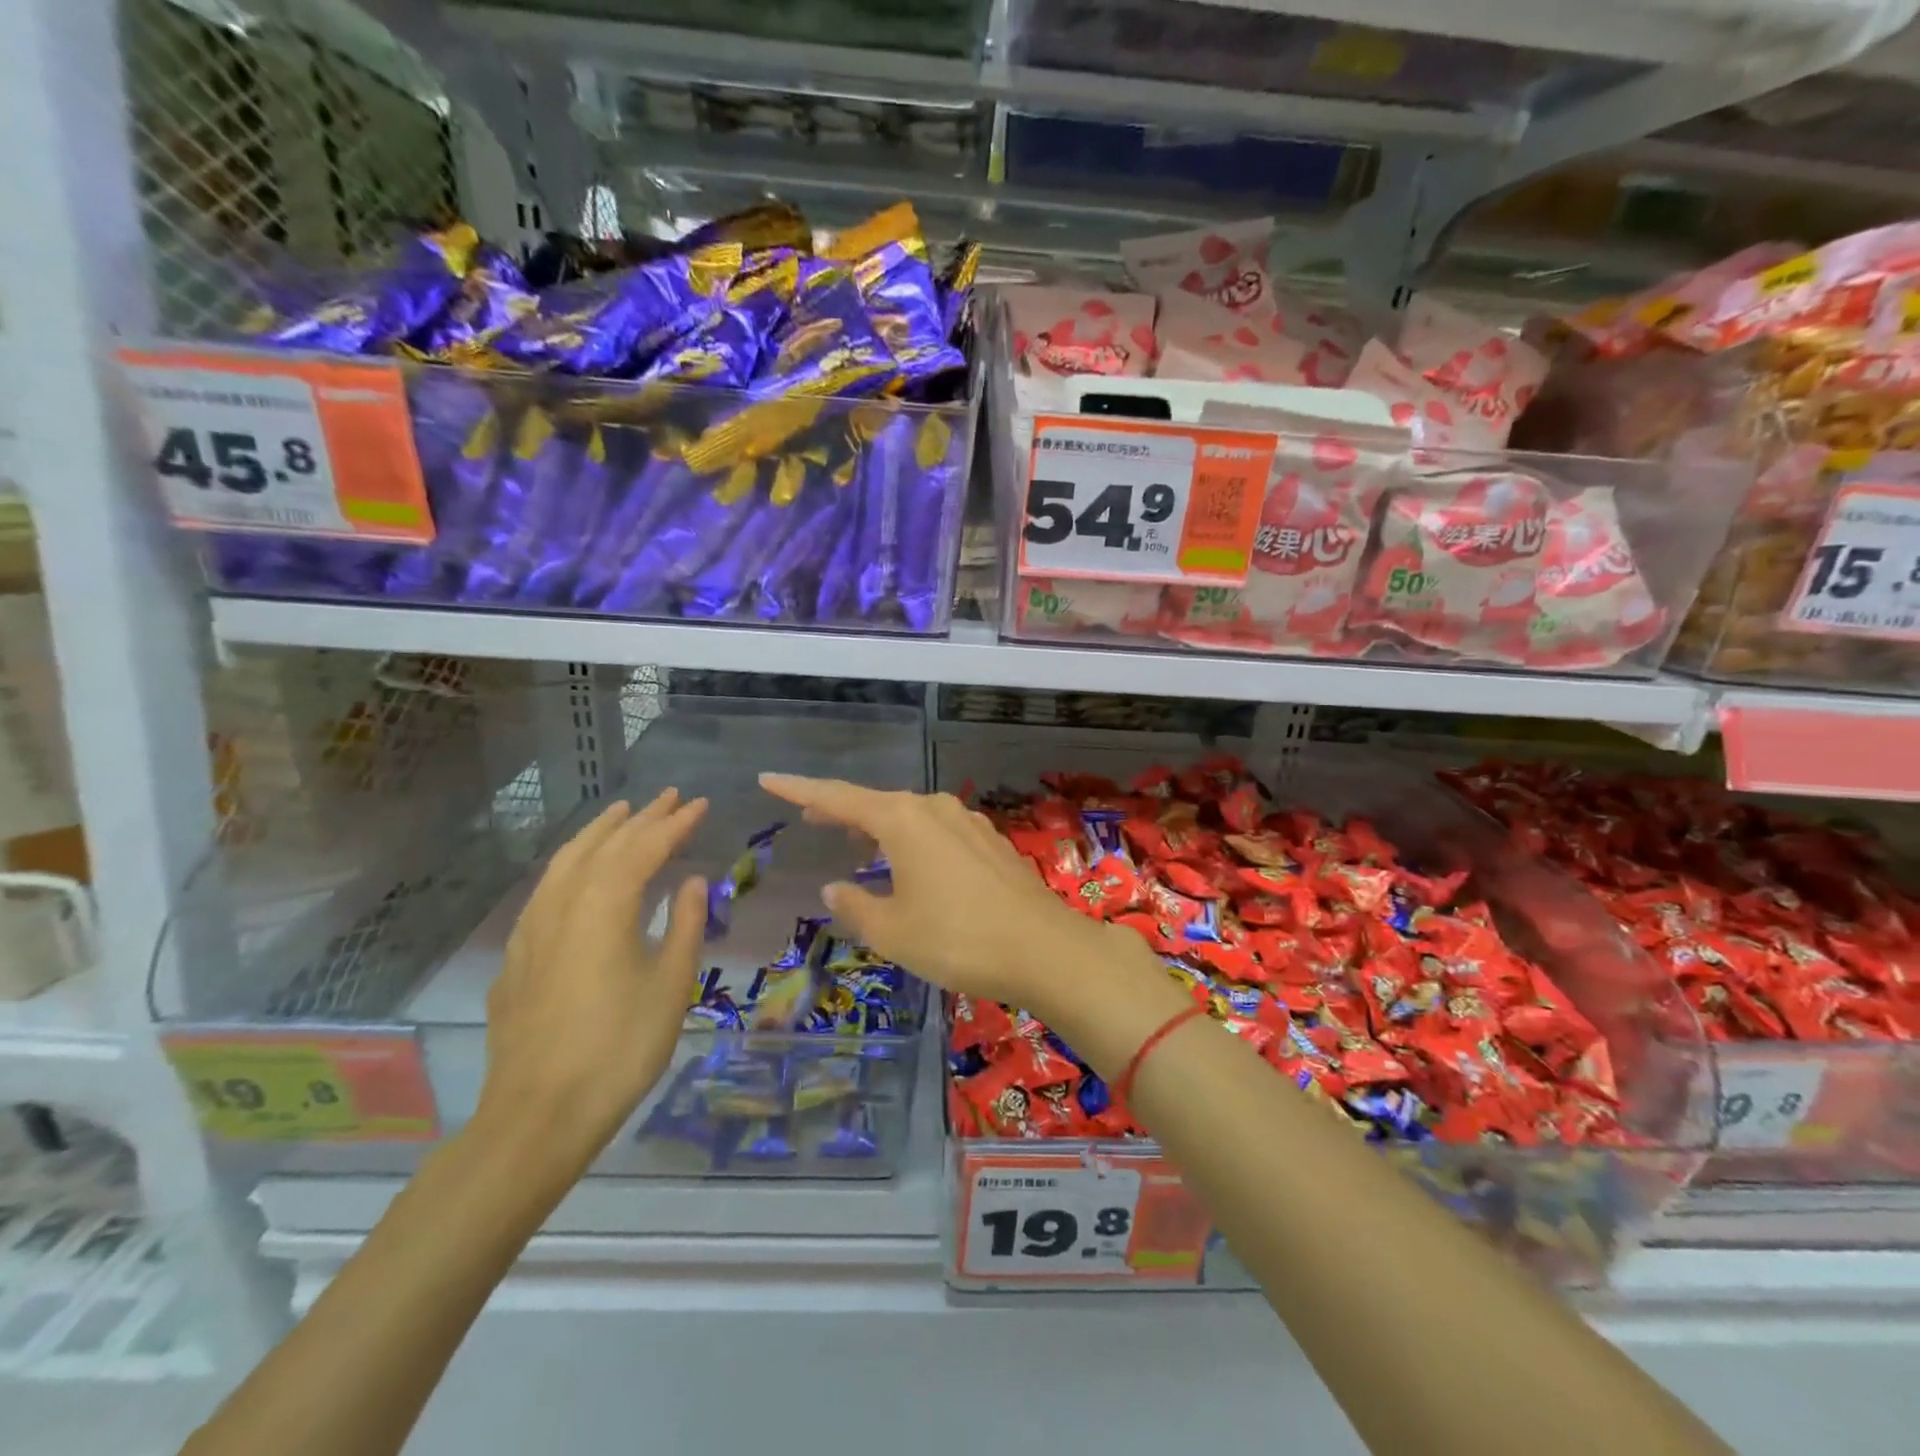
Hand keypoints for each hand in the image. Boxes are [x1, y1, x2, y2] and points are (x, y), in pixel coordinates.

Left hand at [476, 789, 708, 1171]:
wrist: (538, 1114)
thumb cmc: (619, 1047)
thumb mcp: (670, 984)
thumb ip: (685, 924)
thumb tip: (692, 882)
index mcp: (604, 906)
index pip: (644, 847)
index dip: (675, 823)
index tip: (700, 804)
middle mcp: (563, 904)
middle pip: (603, 845)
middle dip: (639, 818)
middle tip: (669, 798)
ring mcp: (532, 929)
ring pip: (566, 861)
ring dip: (598, 833)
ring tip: (621, 814)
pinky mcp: (518, 955)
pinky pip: (547, 888)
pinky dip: (571, 864)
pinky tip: (579, 873)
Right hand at [759, 773, 1144, 1017]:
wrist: (1043, 948)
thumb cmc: (957, 939)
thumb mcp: (893, 931)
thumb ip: (856, 905)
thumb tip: (835, 886)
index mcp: (902, 820)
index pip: (838, 798)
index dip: (799, 790)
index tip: (768, 779)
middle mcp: (934, 809)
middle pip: (876, 804)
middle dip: (841, 811)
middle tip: (810, 818)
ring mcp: (967, 823)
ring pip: (910, 817)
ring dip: (879, 828)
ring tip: (857, 846)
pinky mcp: (990, 842)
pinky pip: (937, 832)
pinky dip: (912, 841)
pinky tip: (911, 865)